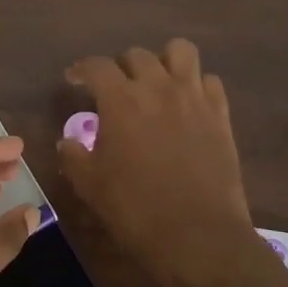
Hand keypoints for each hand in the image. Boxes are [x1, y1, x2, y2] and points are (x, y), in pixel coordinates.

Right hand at [57, 40, 254, 270]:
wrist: (198, 235)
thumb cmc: (136, 209)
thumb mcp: (90, 185)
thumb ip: (74, 156)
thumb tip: (67, 141)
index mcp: (121, 100)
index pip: (97, 66)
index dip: (82, 69)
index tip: (75, 79)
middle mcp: (158, 87)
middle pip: (137, 55)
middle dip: (121, 67)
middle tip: (115, 89)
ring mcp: (193, 97)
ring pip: (180, 51)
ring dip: (163, 61)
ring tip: (156, 83)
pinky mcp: (220, 114)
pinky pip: (210, 81)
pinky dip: (196, 85)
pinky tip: (187, 104)